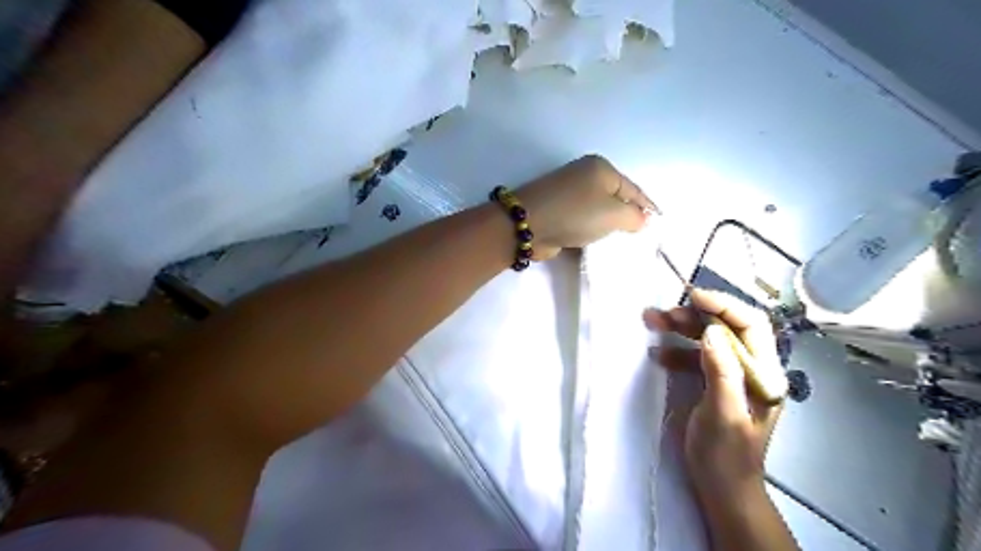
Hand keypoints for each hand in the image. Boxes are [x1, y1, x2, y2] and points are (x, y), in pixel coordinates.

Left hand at [515, 152, 657, 259]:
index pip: (632, 189)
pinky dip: (591, 232)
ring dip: (608, 227)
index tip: (659, 222)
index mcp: (600, 168)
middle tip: (641, 237)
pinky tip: (599, 245)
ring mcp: (569, 194)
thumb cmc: (575, 213)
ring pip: (598, 212)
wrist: (528, 225)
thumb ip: (634, 217)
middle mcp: (584, 176)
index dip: (648, 206)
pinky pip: (583, 222)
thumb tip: (641, 219)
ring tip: (623, 243)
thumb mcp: (613, 213)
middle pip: (615, 199)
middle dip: (627, 217)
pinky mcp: (558, 212)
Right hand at [645, 291, 781, 496]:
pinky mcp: (714, 382)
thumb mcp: (724, 415)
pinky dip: (676, 349)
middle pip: (727, 327)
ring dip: (681, 328)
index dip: (724, 305)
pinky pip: (696, 355)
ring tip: (652, 321)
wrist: (721, 487)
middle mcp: (752, 368)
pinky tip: (658, 354)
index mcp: (765, 374)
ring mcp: (732, 374)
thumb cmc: (726, 455)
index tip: (693, 296)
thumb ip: (721, 372)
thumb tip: (713, 331)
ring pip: (709, 338)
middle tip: (662, 312)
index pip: (751, 325)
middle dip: (695, 315)